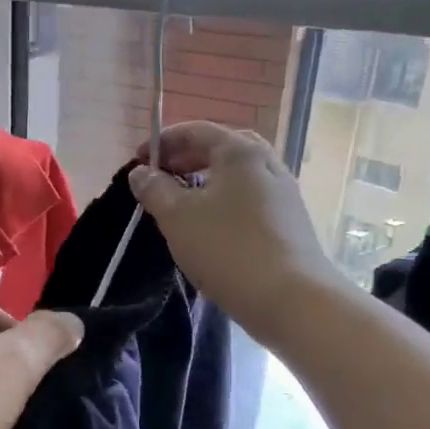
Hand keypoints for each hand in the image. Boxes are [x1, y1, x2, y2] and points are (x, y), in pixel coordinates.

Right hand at [129, 121, 336, 344]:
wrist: (291, 297)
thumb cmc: (227, 248)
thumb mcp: (177, 217)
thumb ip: (155, 189)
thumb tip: (140, 172)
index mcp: (240, 151)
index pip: (196, 131)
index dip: (163, 141)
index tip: (138, 160)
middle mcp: (266, 162)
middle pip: (221, 149)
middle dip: (186, 158)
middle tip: (160, 177)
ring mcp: (283, 192)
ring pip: (237, 175)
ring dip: (206, 180)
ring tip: (182, 202)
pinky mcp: (289, 220)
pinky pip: (249, 198)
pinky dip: (224, 200)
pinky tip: (211, 226)